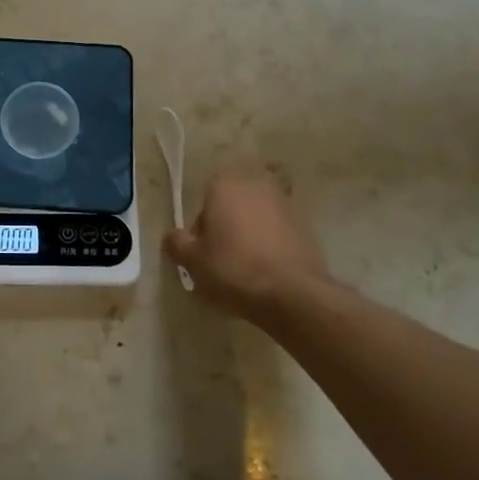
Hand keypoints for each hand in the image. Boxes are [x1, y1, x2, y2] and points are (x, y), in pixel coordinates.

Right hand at [164, 165, 352, 327]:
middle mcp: (256, 185)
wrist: (292, 294)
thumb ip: (176, 243)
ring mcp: (285, 204)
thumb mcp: (192, 260)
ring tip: (245, 267)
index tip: (202, 248)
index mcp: (225, 185)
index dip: (202, 224)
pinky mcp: (306, 227)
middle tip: (221, 257)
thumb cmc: (233, 269)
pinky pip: (278, 232)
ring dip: (250, 234)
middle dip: (227, 225)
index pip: (205, 196)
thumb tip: (172, 236)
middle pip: (233, 204)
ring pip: (257, 217)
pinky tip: (267, 271)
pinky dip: (271, 245)